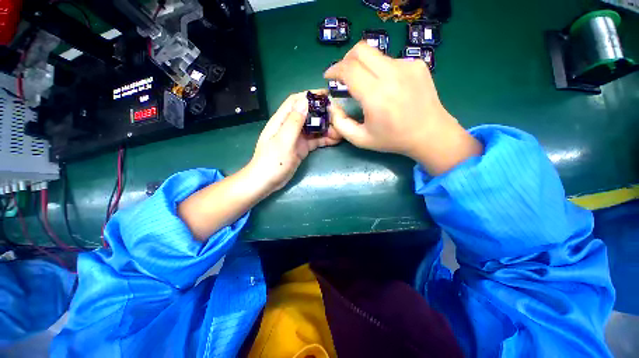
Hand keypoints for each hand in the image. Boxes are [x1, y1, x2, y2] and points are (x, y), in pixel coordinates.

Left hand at [246, 91, 341, 194]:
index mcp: (282, 120)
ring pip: (313, 127)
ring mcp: (296, 138)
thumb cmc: (272, 162)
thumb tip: (305, 101)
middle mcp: (290, 126)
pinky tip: (335, 140)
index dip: (310, 96)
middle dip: (322, 113)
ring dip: (326, 127)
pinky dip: (324, 139)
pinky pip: (315, 140)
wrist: (266, 182)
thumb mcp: (283, 141)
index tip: (327, 96)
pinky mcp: (301, 148)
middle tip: (338, 116)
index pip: (296, 101)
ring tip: (340, 130)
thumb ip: (294, 122)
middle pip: (308, 114)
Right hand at [324, 42, 482, 174]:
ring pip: (376, 55)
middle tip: (344, 75)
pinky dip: (381, 70)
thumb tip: (333, 106)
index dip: (334, 70)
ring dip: (364, 66)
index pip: (349, 69)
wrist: (429, 133)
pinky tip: (388, 87)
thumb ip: (340, 124)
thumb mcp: (361, 139)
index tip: (329, 76)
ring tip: (367, 85)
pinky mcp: (417, 65)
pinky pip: (391, 61)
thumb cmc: (393, 139)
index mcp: (376, 96)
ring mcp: (407, 66)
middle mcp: (391, 75)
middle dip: (346, 60)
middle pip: (361, 50)